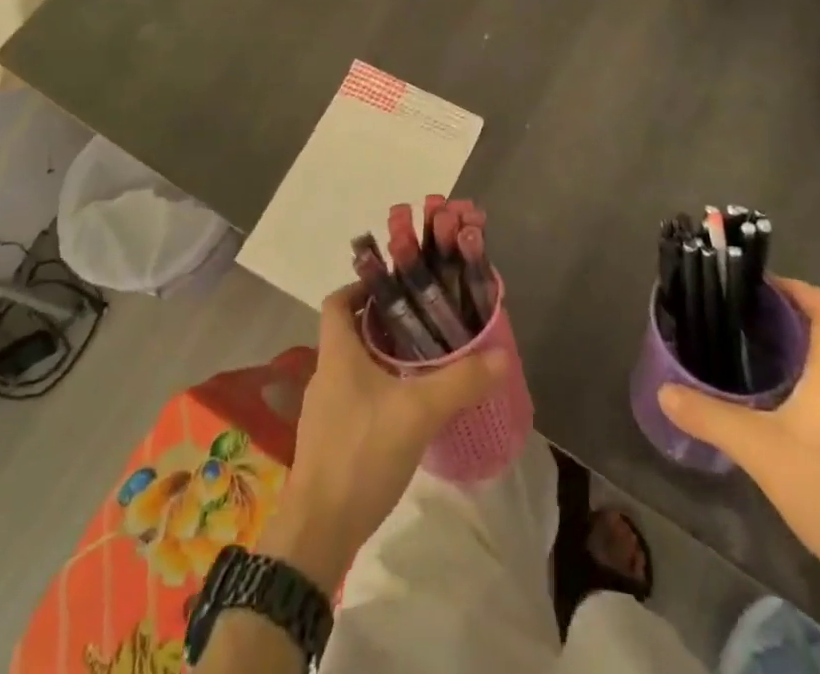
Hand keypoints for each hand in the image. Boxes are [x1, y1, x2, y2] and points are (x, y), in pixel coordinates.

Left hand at [262, 282, 507, 590]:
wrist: (317, 532)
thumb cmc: (361, 453)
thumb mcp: (418, 412)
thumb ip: (460, 381)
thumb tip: (502, 354)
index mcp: (337, 354)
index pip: (337, 301)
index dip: (363, 286)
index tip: (397, 287)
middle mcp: (326, 375)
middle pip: (351, 332)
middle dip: (386, 324)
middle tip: (425, 322)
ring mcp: (324, 411)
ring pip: (355, 367)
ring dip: (384, 359)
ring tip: (424, 362)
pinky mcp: (331, 441)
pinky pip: (356, 399)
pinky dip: (379, 392)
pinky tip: (407, 410)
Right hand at [657, 278, 819, 595]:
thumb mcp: (758, 450)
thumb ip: (709, 417)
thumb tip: (665, 392)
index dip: (801, 289)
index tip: (764, 289)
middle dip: (789, 326)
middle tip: (745, 329)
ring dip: (800, 363)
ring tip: (757, 372)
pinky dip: (812, 396)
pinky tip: (784, 425)